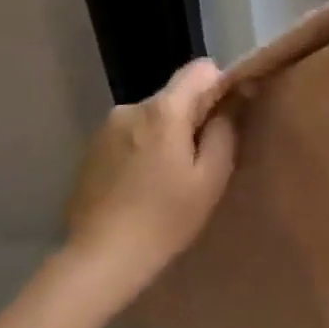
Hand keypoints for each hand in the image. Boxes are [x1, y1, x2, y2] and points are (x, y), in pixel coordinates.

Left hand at [60, 58, 237, 314]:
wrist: (101, 258)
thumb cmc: (166, 218)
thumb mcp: (211, 177)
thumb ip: (225, 129)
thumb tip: (237, 95)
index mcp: (164, 111)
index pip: (201, 69)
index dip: (221, 86)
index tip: (228, 118)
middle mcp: (131, 108)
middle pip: (176, 96)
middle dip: (193, 117)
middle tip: (200, 161)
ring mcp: (106, 128)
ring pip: (153, 117)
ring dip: (166, 135)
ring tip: (169, 177)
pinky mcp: (91, 149)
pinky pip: (131, 135)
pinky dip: (143, 149)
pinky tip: (143, 185)